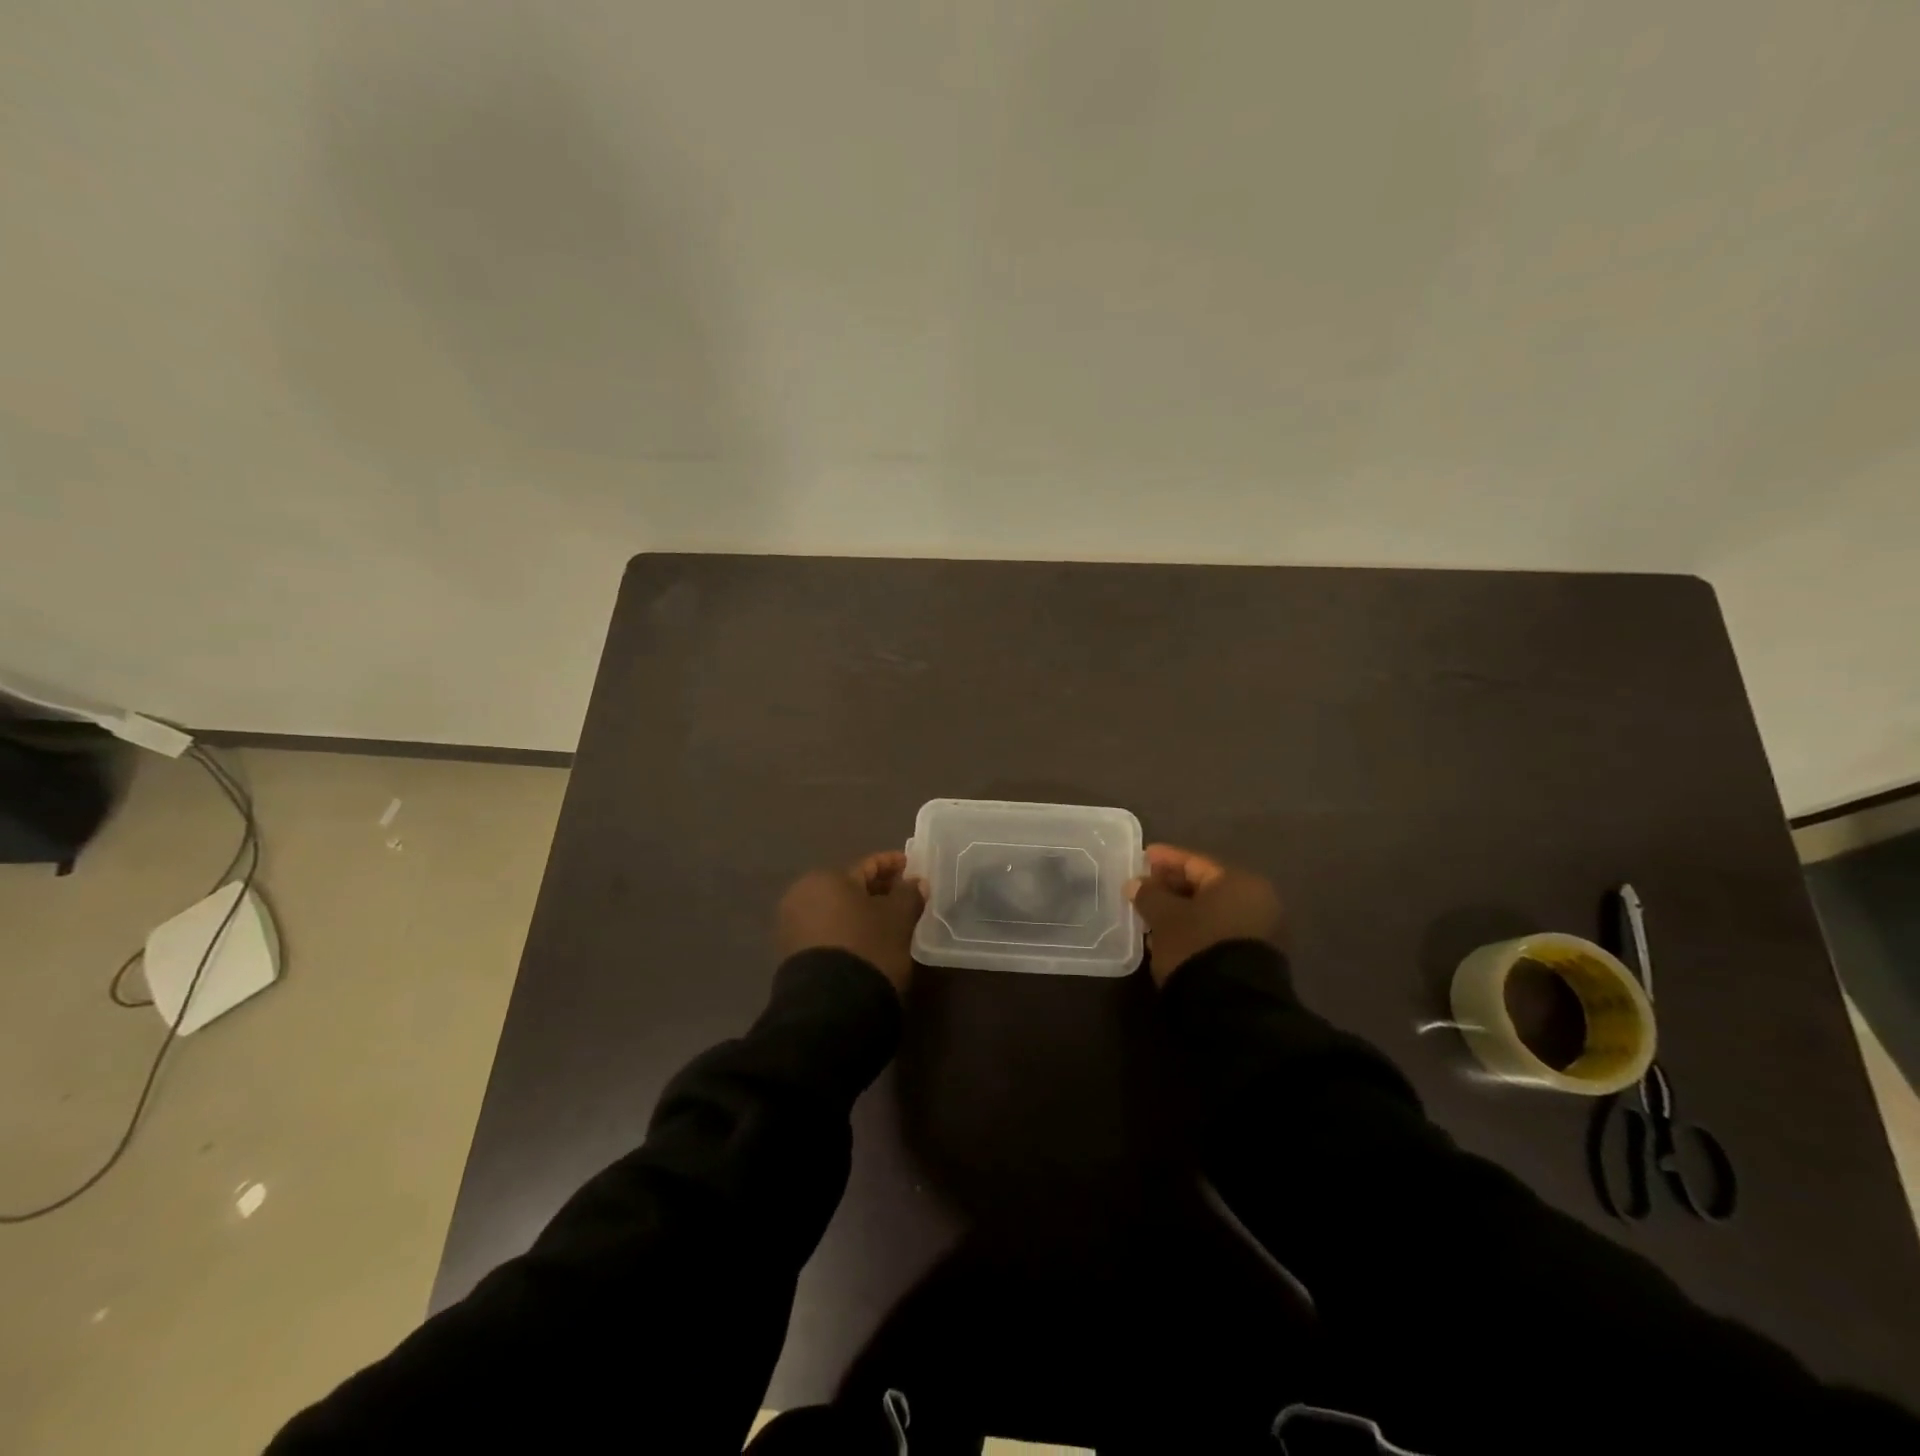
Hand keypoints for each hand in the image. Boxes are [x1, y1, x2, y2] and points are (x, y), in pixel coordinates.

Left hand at [777, 851, 925, 993]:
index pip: (868, 866)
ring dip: (863, 913)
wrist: (831, 1007)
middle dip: (878, 891)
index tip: (913, 868)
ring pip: (838, 911)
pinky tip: (869, 942)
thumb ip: (909, 894)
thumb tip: (916, 882)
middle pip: (850, 888)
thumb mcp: (898, 918)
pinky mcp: (793, 955)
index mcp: (826, 878)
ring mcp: (793, 926)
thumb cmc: (868, 948)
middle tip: (905, 897)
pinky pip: (828, 932)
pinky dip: (849, 932)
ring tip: (890, 922)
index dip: (893, 865)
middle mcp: (802, 895)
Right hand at [1127, 844, 1281, 985]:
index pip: (1195, 862)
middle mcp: (1257, 900)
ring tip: (1151, 915)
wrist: (1234, 1007)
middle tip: (1144, 888)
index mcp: (1239, 881)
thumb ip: (1149, 895)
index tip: (1142, 857)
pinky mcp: (1255, 958)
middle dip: (1172, 886)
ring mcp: (1260, 931)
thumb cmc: (1197, 946)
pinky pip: (1218, 931)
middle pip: (1205, 886)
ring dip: (1181, 910)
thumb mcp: (1165, 917)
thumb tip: (1137, 883)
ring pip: (1211, 911)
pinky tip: (1170, 936)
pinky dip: (1194, 929)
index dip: (1165, 859)